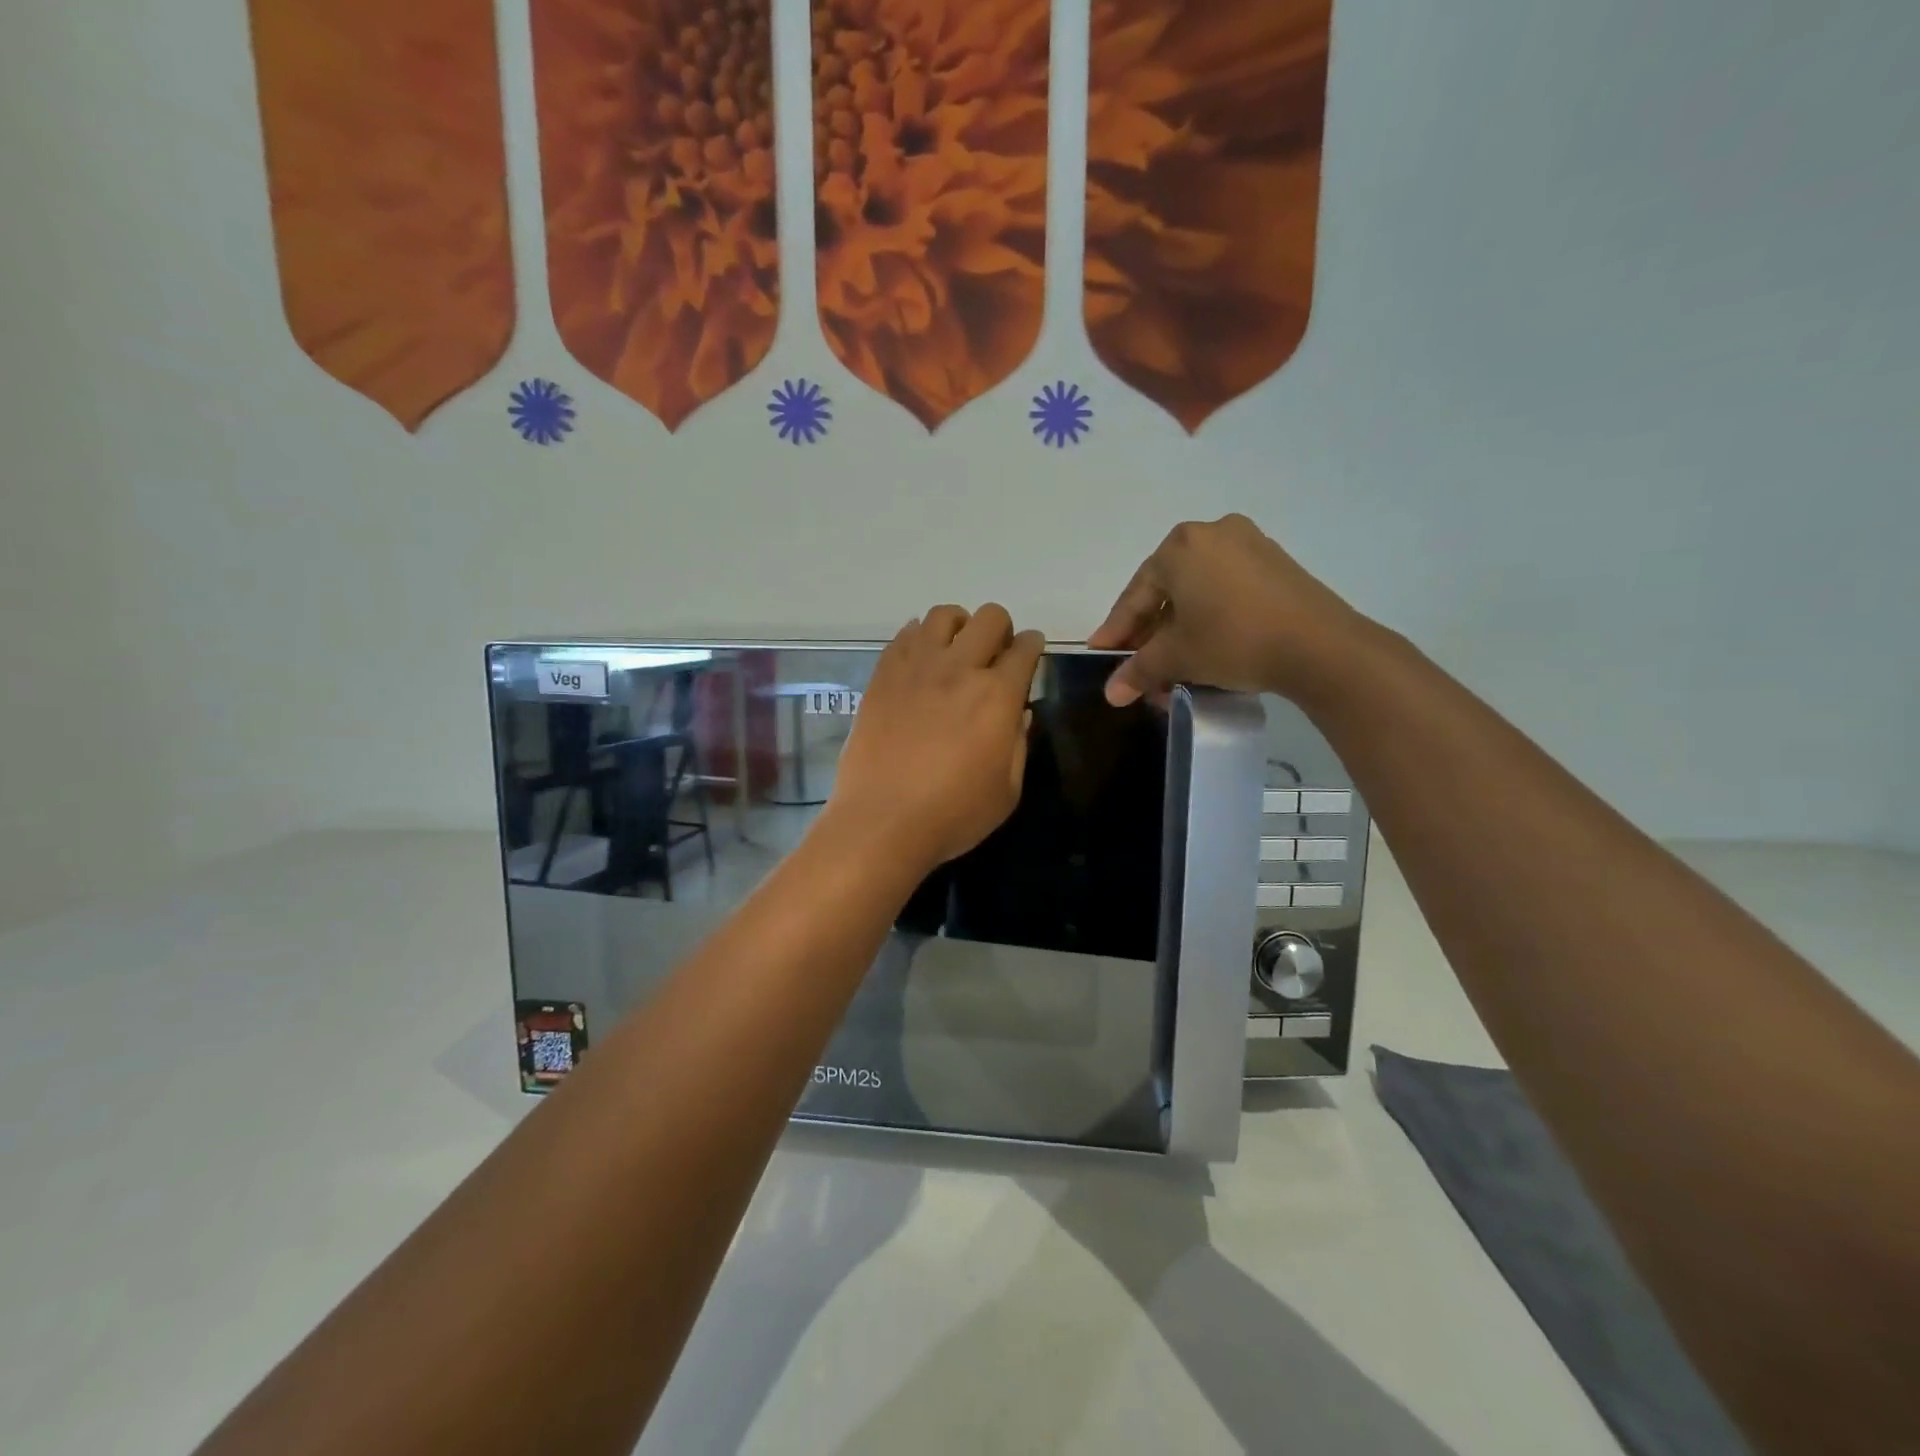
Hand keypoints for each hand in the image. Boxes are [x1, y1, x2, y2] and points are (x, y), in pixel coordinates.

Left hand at [826, 605, 1044, 875]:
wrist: (882, 821)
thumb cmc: (954, 814)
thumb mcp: (1007, 790)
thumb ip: (1018, 743)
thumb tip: (1018, 713)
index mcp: (997, 695)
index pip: (1025, 649)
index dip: (1033, 646)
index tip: (1030, 654)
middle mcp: (959, 668)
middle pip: (988, 617)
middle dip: (1001, 630)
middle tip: (994, 656)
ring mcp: (916, 667)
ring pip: (943, 615)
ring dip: (958, 626)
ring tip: (955, 652)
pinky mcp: (883, 675)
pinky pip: (904, 634)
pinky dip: (919, 638)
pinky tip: (921, 662)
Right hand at [1088, 514, 1372, 706]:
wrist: (1319, 646)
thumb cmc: (1233, 640)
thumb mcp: (1177, 657)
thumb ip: (1138, 671)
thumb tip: (1110, 694)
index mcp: (1179, 547)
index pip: (1135, 596)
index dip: (1116, 631)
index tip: (1101, 655)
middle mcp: (1211, 534)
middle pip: (1166, 591)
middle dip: (1149, 633)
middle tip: (1137, 665)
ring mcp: (1248, 544)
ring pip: (1197, 592)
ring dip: (1178, 629)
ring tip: (1171, 664)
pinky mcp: (1275, 564)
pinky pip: (1225, 589)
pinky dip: (1208, 617)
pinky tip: (1205, 646)